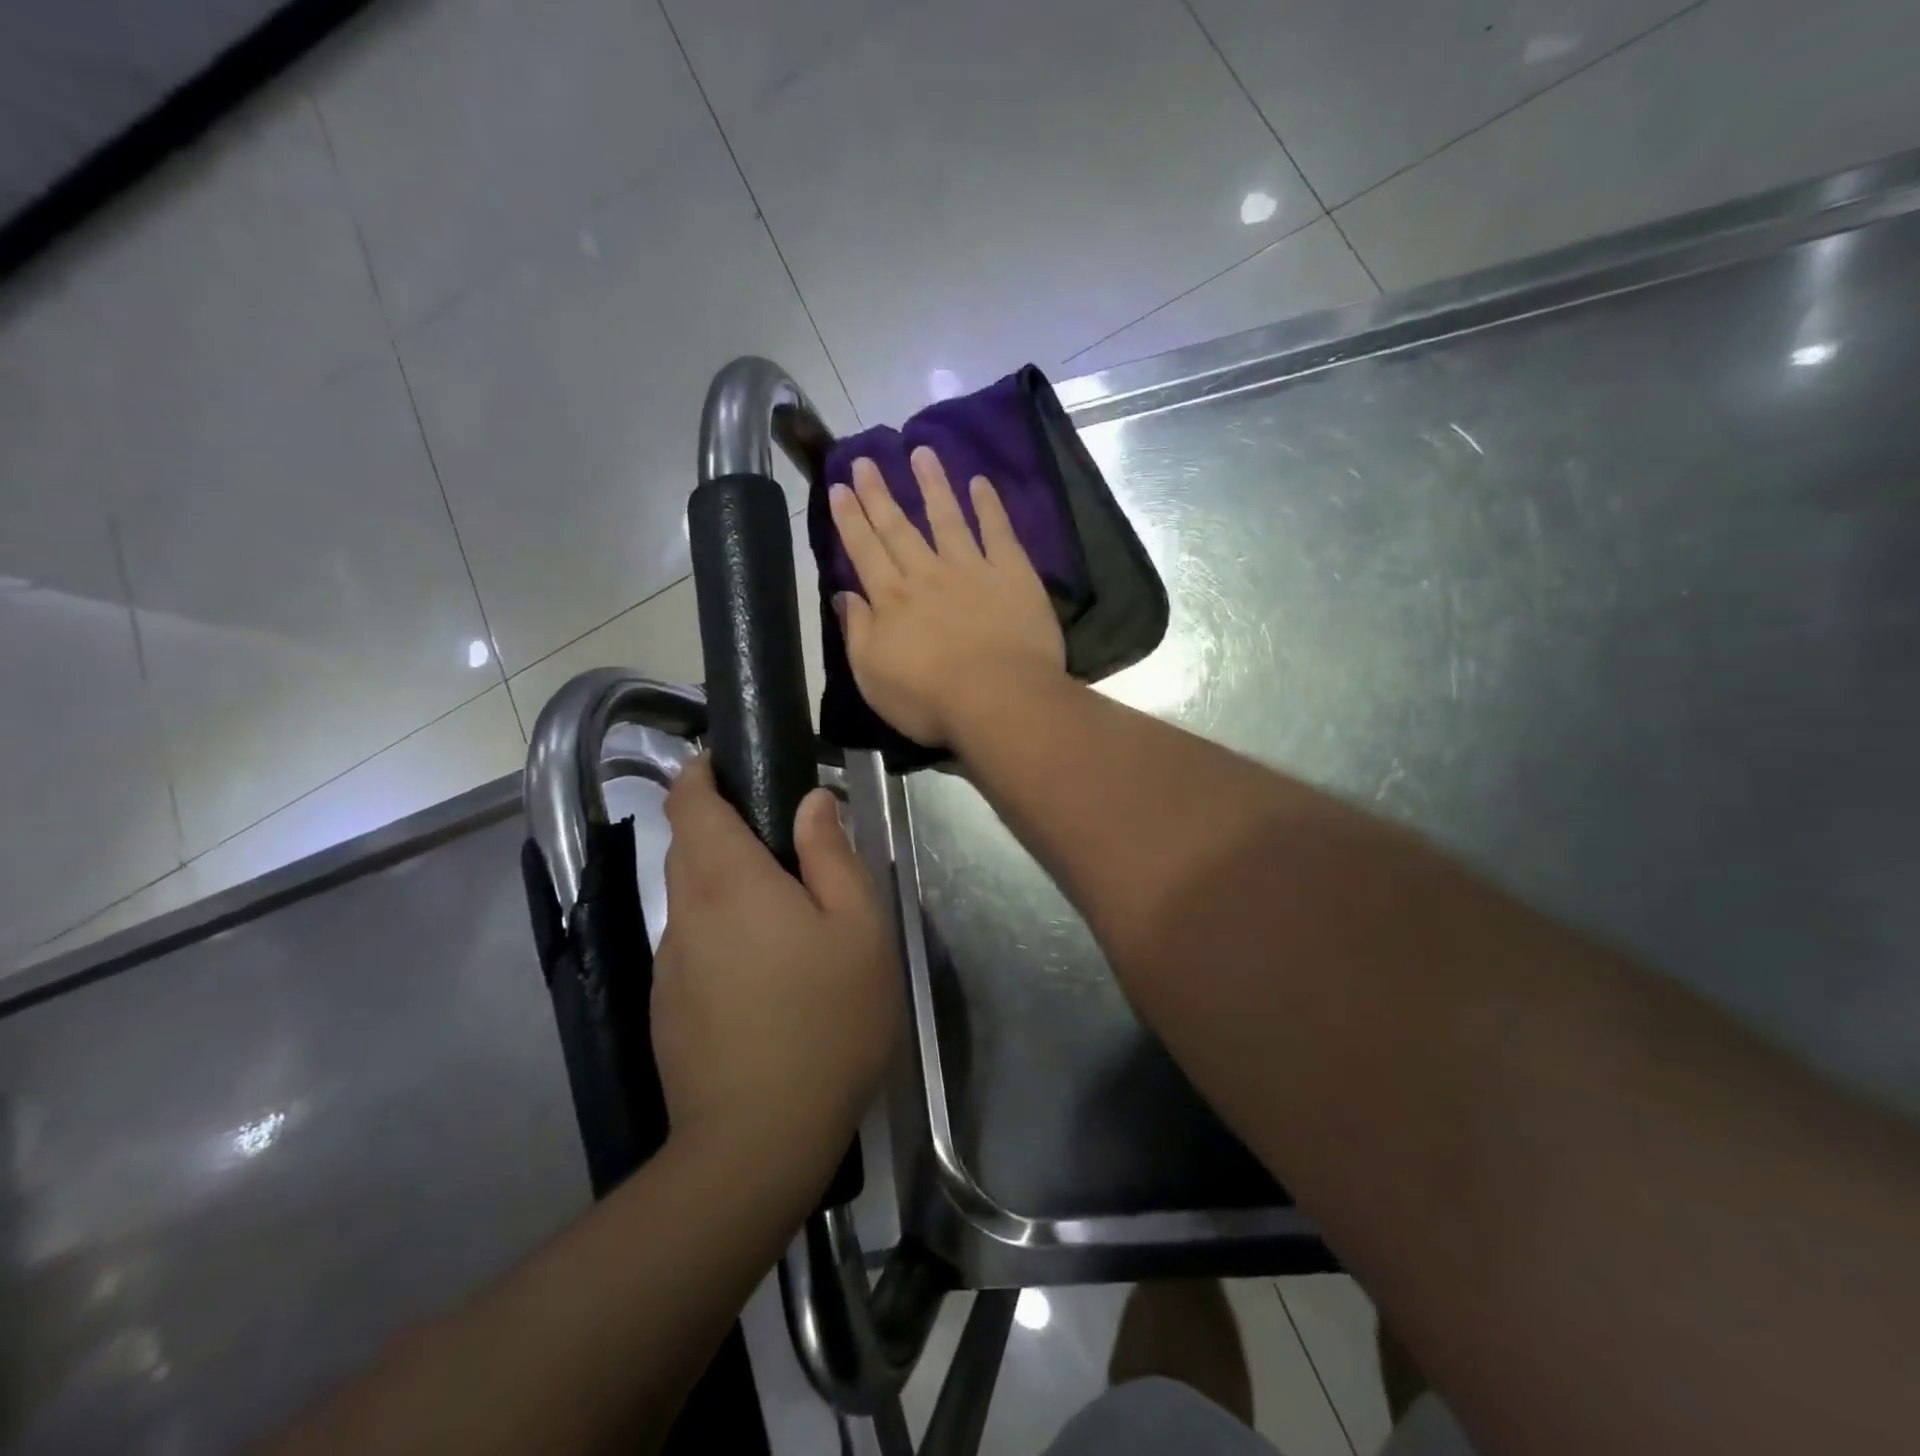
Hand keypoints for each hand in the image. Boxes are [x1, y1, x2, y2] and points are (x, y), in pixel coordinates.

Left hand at [654, 757, 897, 1185]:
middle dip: (722, 828)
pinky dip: (719, 933)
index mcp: (729, 880)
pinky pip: (691, 944)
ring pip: (689, 899)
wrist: (759, 1139)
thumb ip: (832, 854)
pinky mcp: (666, 1006)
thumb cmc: (825, 1020)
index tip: (726, 762)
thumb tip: (812, 801)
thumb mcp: (857, 928)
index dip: (700, 773)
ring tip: (782, 915)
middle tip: (782, 843)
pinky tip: (762, 975)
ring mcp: (668, 963)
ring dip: (724, 885)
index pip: (689, 802)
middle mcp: (685, 912)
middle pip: (687, 846)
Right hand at [829, 446, 1065, 746]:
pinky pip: (998, 532)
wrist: (999, 699)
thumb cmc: (929, 699)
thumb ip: (857, 632)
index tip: (840, 486)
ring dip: (933, 484)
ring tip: (921, 452)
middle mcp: (926, 574)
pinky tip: (981, 483)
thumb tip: (844, 595)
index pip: (865, 550)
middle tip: (866, 459)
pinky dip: (989, 506)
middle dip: (879, 493)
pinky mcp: (1011, 574)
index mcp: (891, 600)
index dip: (850, 518)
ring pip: (947, 518)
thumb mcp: (873, 676)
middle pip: (899, 527)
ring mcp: (971, 569)